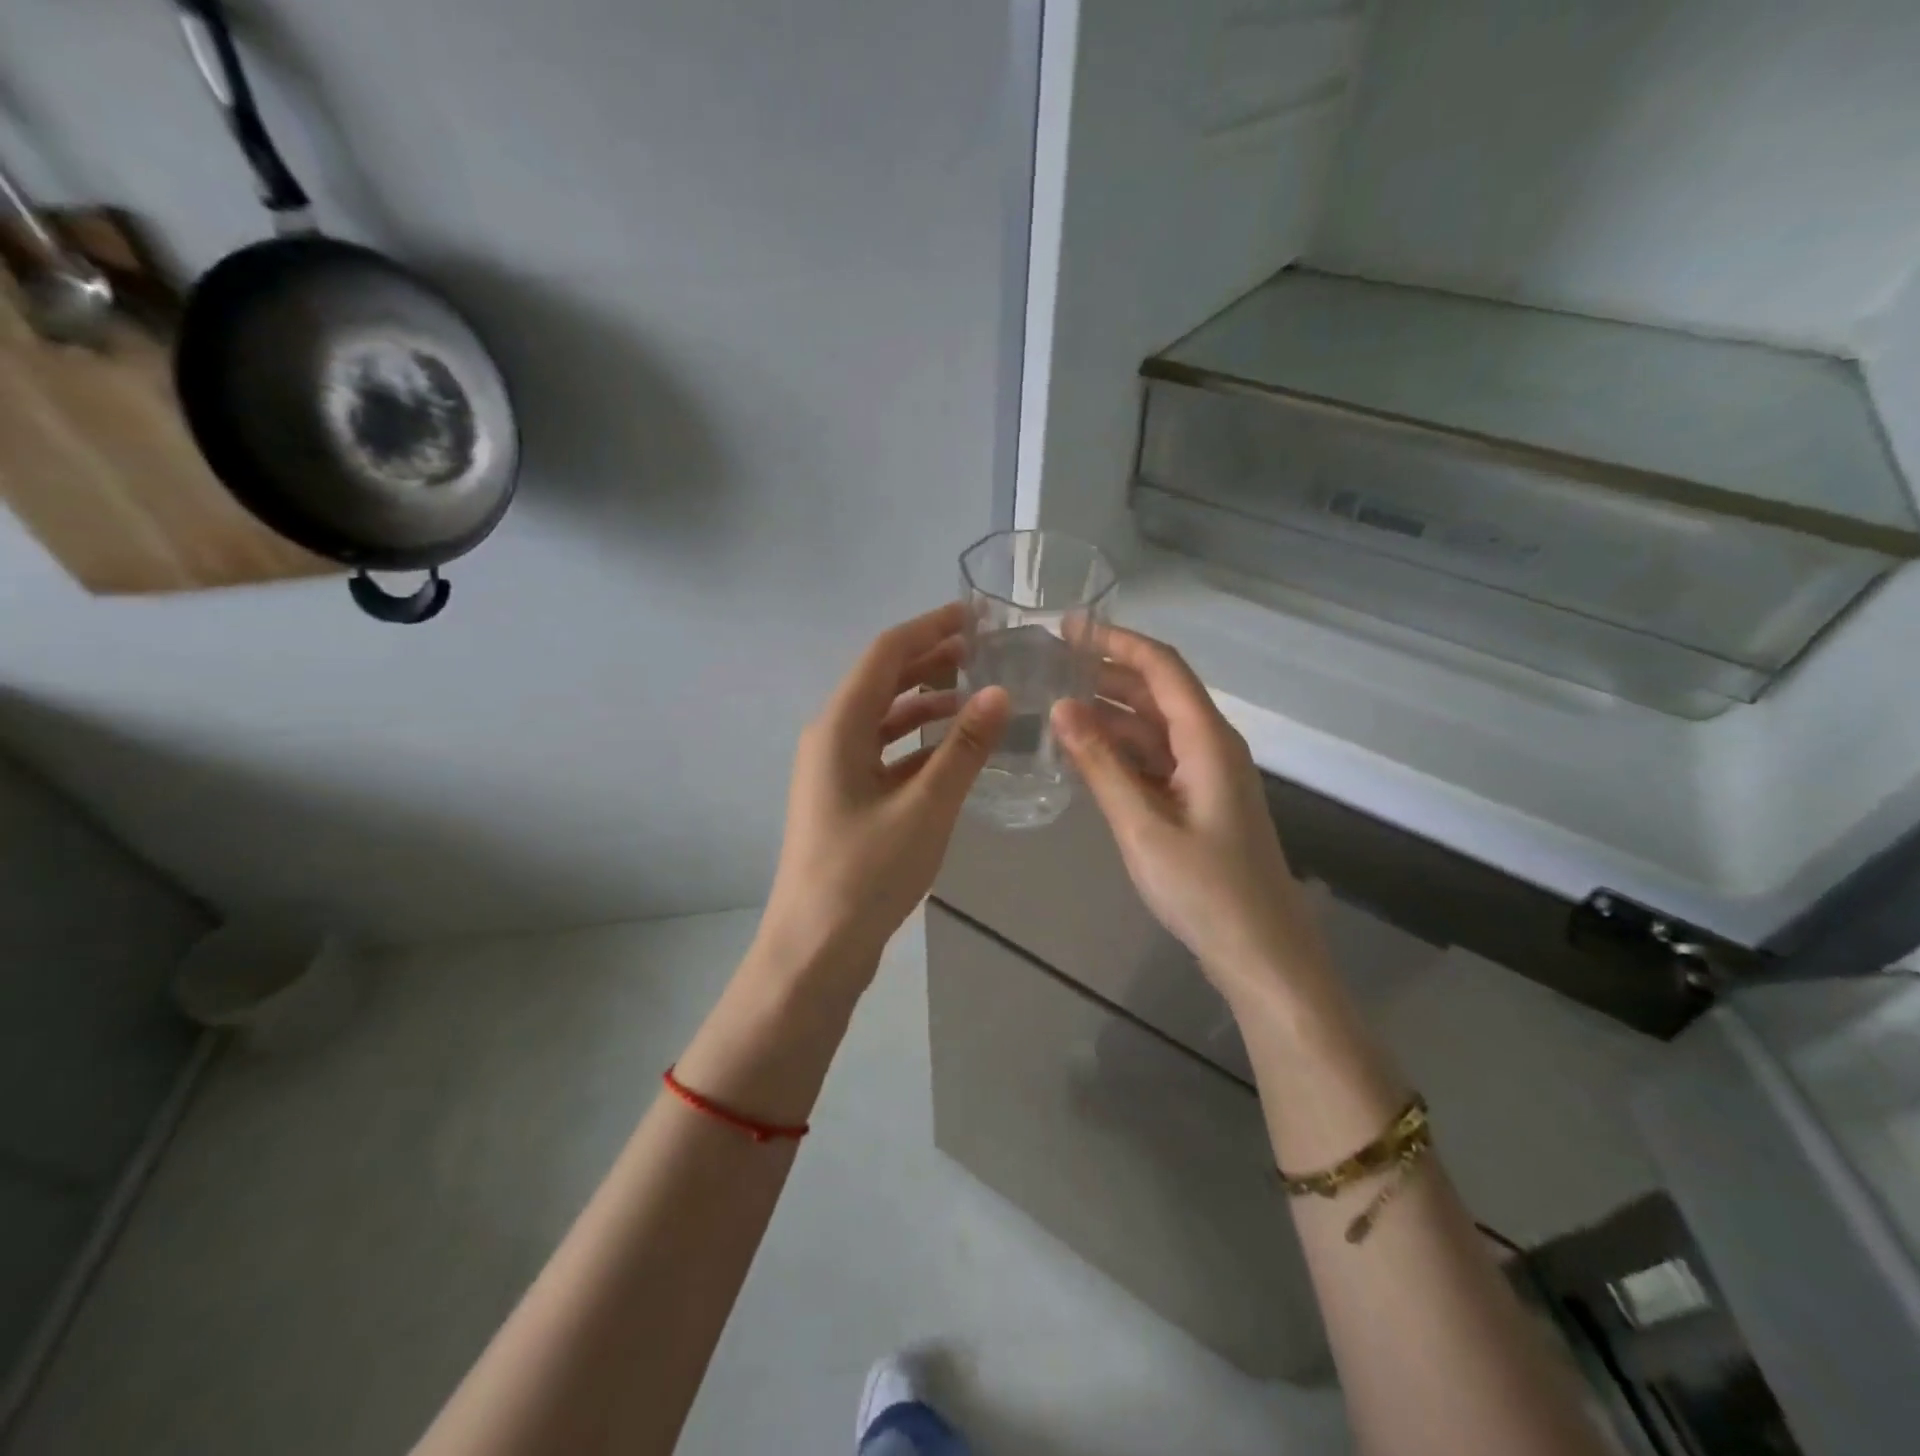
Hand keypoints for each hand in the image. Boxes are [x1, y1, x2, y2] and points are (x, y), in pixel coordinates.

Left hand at [756, 603, 1009, 989]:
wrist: (816, 948)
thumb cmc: (866, 873)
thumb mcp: (925, 807)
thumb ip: (964, 749)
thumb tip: (1000, 693)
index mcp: (839, 727)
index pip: (885, 654)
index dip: (929, 627)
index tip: (974, 614)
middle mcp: (830, 737)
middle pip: (882, 680)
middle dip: (930, 660)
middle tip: (983, 650)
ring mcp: (834, 769)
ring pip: (883, 718)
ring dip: (925, 701)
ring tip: (975, 695)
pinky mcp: (845, 797)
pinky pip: (883, 752)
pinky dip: (917, 741)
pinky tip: (952, 750)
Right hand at [1051, 627, 1322, 999]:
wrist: (1261, 953)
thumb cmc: (1205, 889)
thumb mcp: (1142, 825)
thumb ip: (1100, 765)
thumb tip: (1060, 707)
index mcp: (1207, 739)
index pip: (1162, 667)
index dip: (1116, 641)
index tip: (1069, 627)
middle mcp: (1210, 745)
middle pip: (1157, 693)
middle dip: (1106, 674)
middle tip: (1050, 664)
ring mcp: (1206, 775)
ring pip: (1153, 728)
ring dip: (1109, 714)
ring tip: (1054, 703)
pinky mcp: (1197, 801)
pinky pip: (1154, 760)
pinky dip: (1120, 751)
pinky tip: (1083, 753)